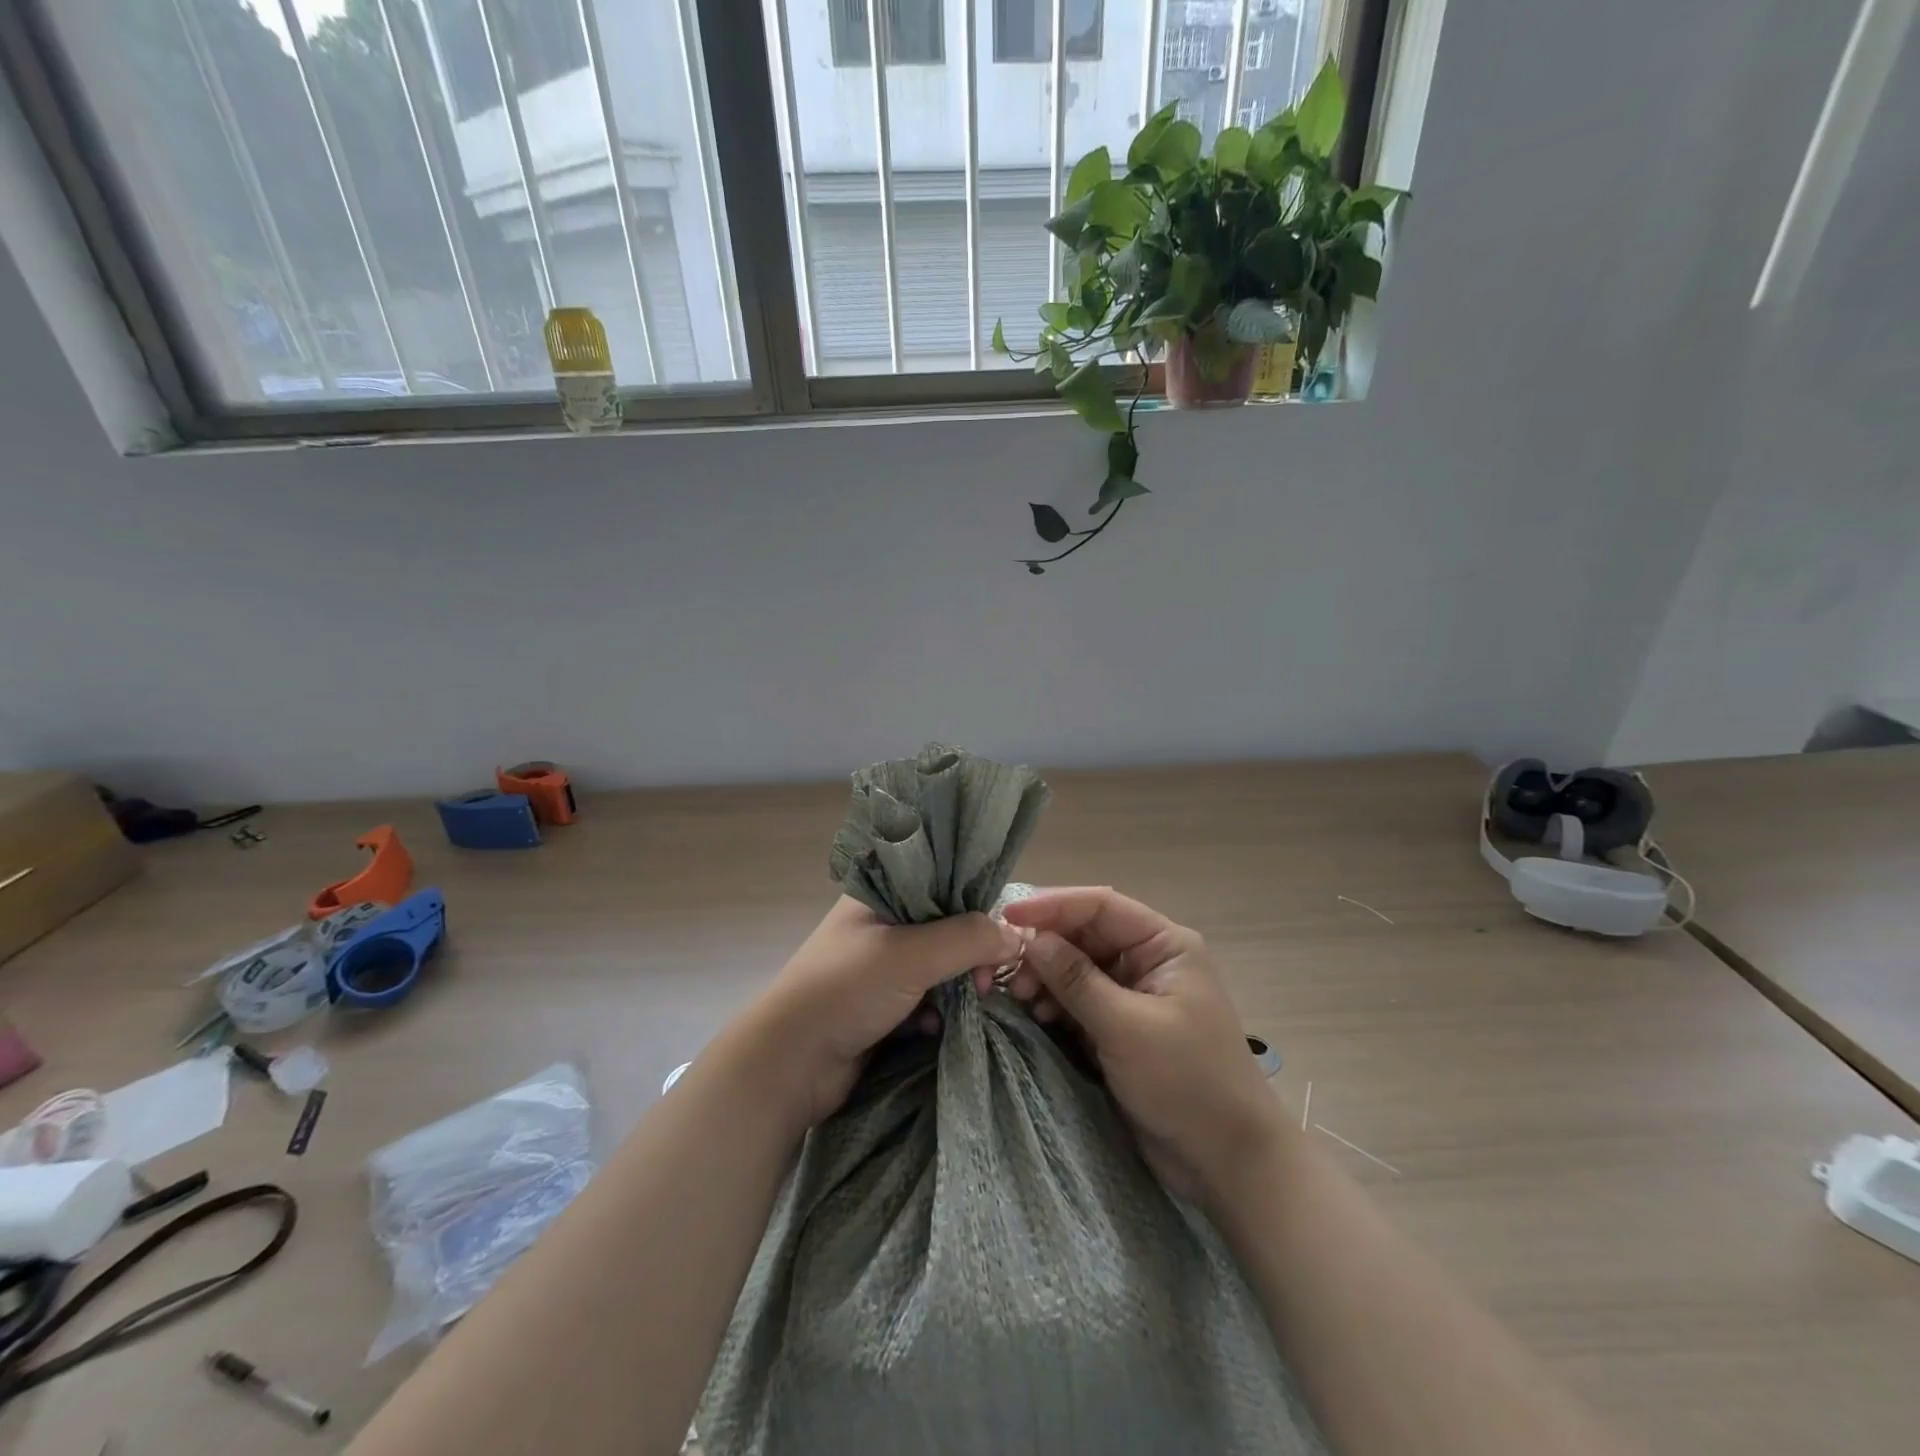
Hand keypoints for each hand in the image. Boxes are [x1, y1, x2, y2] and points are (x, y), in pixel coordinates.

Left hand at [735, 896, 1023, 1129]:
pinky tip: (938, 1030)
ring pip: (941, 969)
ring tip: (970, 1008)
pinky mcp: (883, 1007)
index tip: (999, 939)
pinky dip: (940, 1015)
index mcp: (881, 895)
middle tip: (986, 984)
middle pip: (947, 930)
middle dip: (971, 958)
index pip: (943, 884)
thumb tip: (1015, 937)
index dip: (975, 908)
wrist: (789, 1065)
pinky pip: (928, 1002)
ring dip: (959, 991)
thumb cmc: (844, 991)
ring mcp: (881, 969)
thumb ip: (966, 939)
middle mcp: (882, 925)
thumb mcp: (910, 955)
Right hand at [999, 887, 1284, 1208]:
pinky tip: (1035, 1016)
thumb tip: (1031, 938)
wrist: (1226, 1162)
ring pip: (1076, 969)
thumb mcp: (1126, 1027)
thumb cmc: (1186, 1082)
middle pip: (1084, 935)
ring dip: (1045, 978)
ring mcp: (1132, 995)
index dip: (1052, 906)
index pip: (1100, 906)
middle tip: (1007, 971)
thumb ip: (1076, 979)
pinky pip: (1077, 1002)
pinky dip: (1054, 1005)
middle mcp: (1146, 960)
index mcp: (1163, 945)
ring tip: (1018, 997)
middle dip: (1044, 948)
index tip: (1006, 917)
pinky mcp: (1119, 1028)